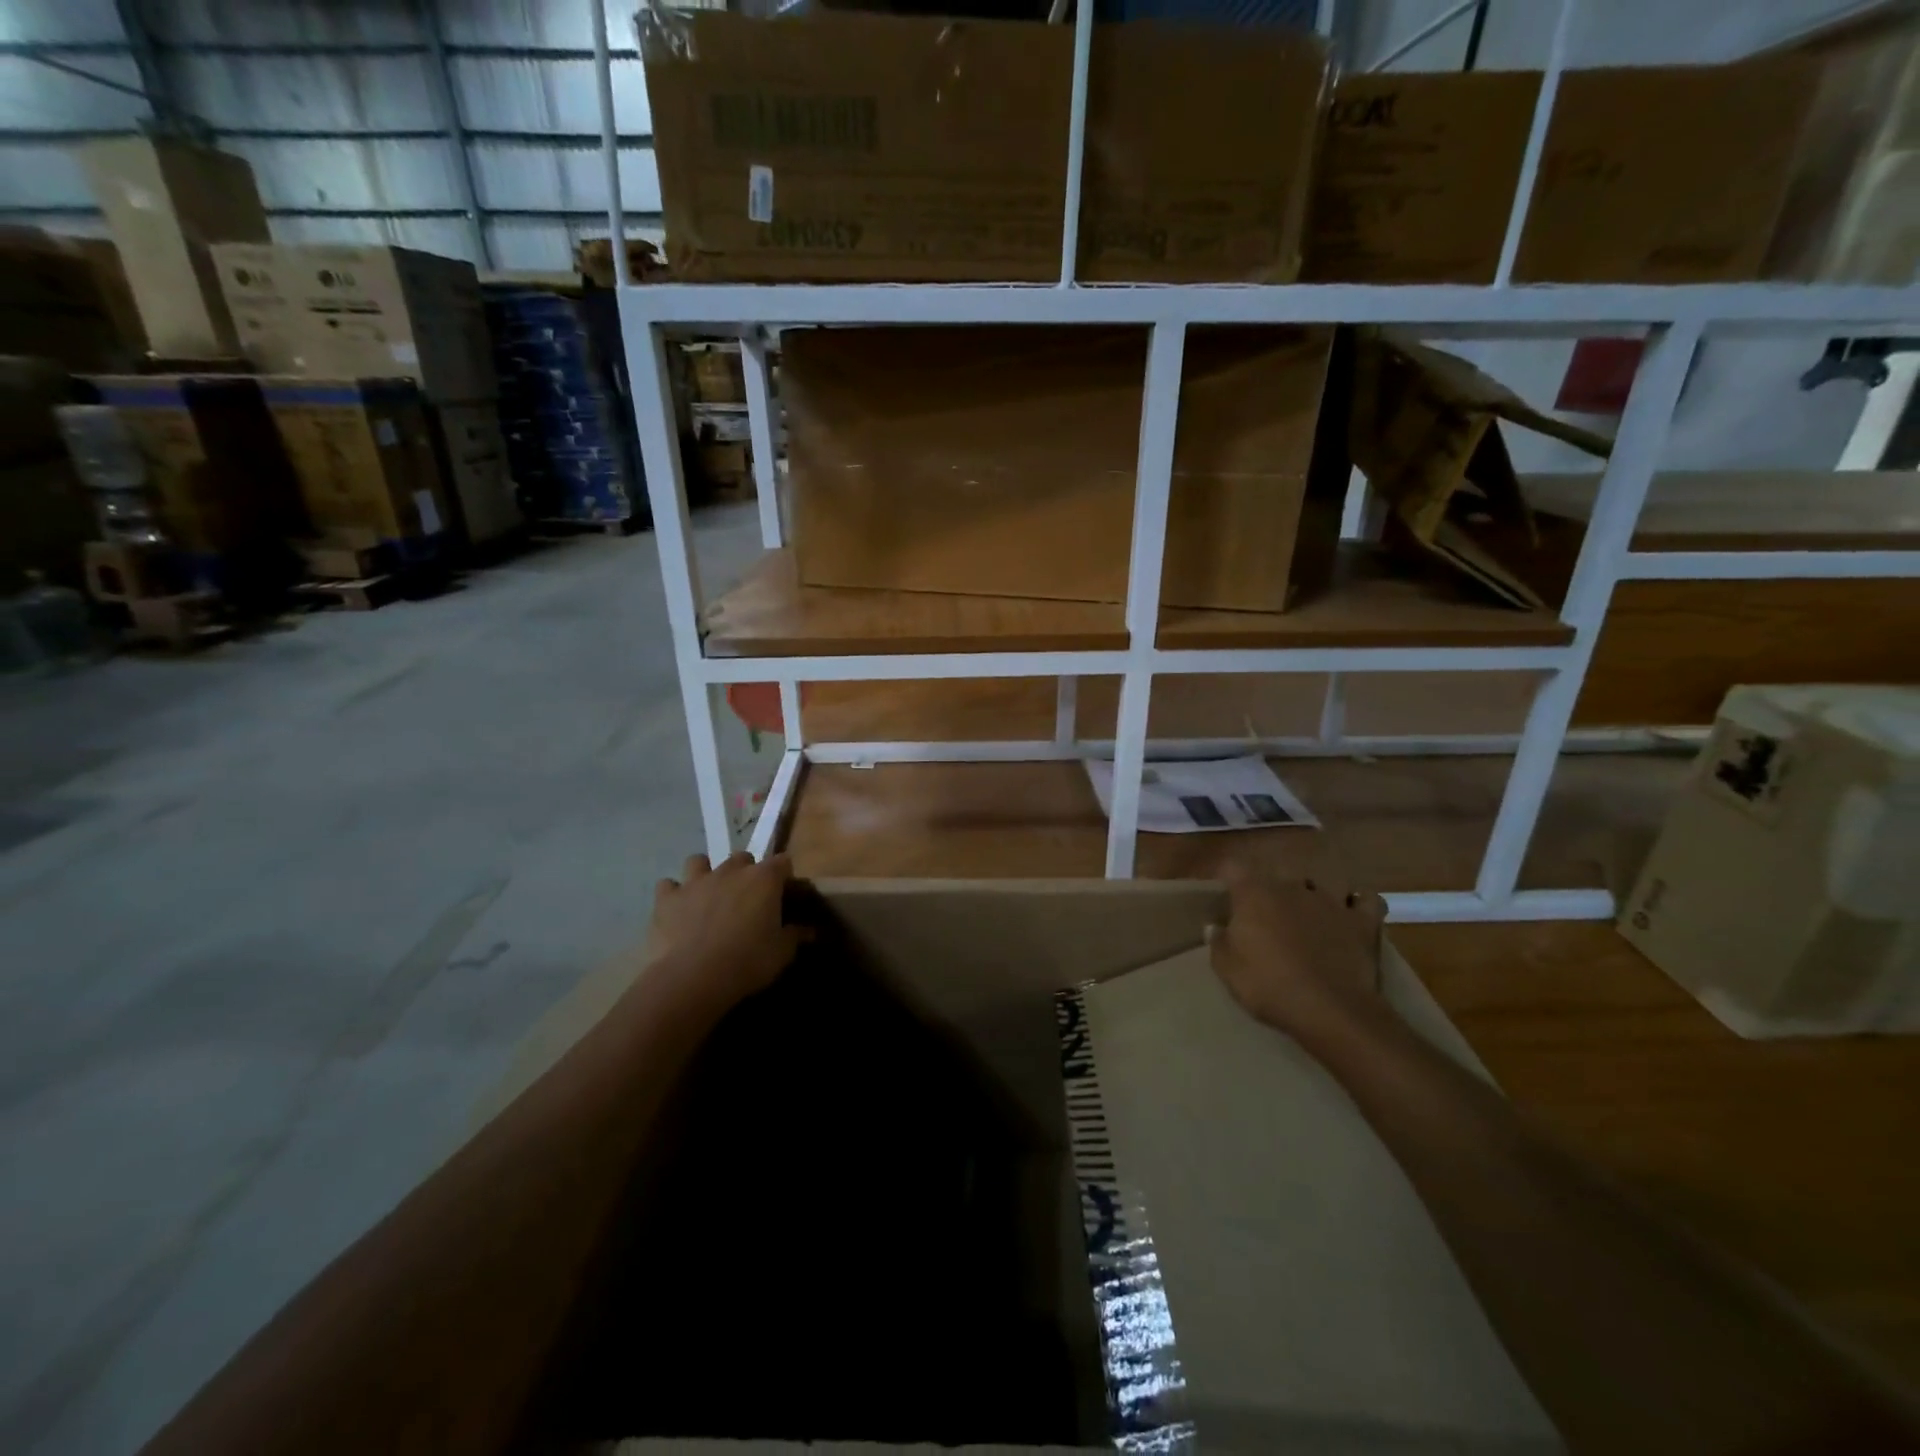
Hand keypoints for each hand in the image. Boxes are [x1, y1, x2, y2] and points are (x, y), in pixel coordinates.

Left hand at [645, 851, 805, 1016]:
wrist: (693, 978)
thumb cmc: (747, 962)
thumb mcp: (781, 953)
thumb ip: (796, 936)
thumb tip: (811, 930)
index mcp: (763, 879)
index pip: (782, 862)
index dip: (784, 876)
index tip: (784, 894)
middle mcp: (730, 871)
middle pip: (742, 858)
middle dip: (746, 872)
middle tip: (746, 898)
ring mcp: (696, 881)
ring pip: (699, 861)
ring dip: (705, 873)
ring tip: (708, 895)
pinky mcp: (667, 898)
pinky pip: (668, 886)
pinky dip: (673, 894)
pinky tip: (676, 909)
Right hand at [1209, 859, 1387, 1046]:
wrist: (1329, 1010)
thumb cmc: (1269, 985)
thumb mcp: (1227, 969)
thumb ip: (1219, 942)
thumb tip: (1215, 926)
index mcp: (1255, 893)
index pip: (1233, 867)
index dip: (1227, 877)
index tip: (1223, 893)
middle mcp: (1292, 886)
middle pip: (1277, 874)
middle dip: (1270, 889)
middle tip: (1264, 915)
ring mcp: (1331, 901)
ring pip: (1320, 883)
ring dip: (1311, 894)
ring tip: (1307, 913)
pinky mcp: (1362, 921)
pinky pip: (1366, 900)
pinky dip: (1359, 904)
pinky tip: (1352, 913)